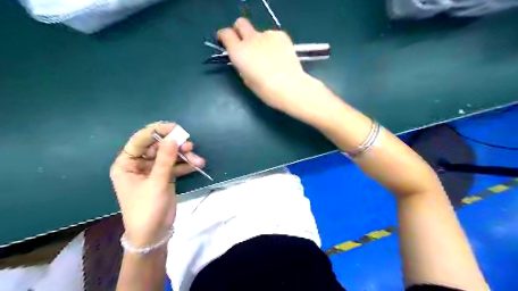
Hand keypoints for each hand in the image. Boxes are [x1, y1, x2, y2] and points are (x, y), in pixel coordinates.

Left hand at [110, 122, 205, 246]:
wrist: (153, 234)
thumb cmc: (147, 209)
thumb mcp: (156, 183)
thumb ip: (165, 159)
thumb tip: (173, 137)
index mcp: (126, 164)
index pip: (140, 140)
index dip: (157, 131)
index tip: (175, 128)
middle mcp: (138, 164)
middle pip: (158, 147)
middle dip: (175, 146)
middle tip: (190, 145)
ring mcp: (153, 171)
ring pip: (169, 156)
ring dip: (184, 156)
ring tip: (197, 159)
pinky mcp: (164, 177)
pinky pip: (175, 166)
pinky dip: (186, 165)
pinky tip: (197, 165)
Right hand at [218, 16, 315, 112]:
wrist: (290, 87)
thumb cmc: (266, 90)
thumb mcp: (247, 80)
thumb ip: (242, 65)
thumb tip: (244, 59)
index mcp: (238, 52)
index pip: (225, 34)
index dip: (224, 36)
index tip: (226, 41)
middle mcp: (251, 39)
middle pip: (240, 23)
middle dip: (239, 31)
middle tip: (245, 44)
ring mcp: (267, 34)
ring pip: (259, 33)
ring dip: (260, 41)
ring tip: (270, 58)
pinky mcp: (281, 35)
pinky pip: (272, 36)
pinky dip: (273, 43)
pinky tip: (279, 56)